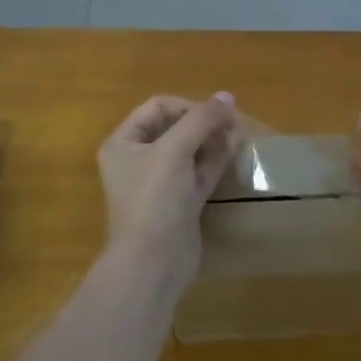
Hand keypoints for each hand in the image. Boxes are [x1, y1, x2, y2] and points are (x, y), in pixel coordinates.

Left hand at [97, 93, 239, 277]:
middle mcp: (139, 160)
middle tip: (231, 122)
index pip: (158, 107)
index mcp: (123, 143)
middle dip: (203, 122)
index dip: (187, 105)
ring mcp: (160, 184)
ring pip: (190, 150)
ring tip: (237, 134)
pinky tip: (235, 152)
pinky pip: (198, 173)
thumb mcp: (176, 149)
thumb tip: (227, 96)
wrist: (153, 264)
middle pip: (175, 127)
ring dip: (212, 140)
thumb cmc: (154, 198)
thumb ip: (202, 118)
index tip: (213, 114)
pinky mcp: (179, 204)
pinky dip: (215, 161)